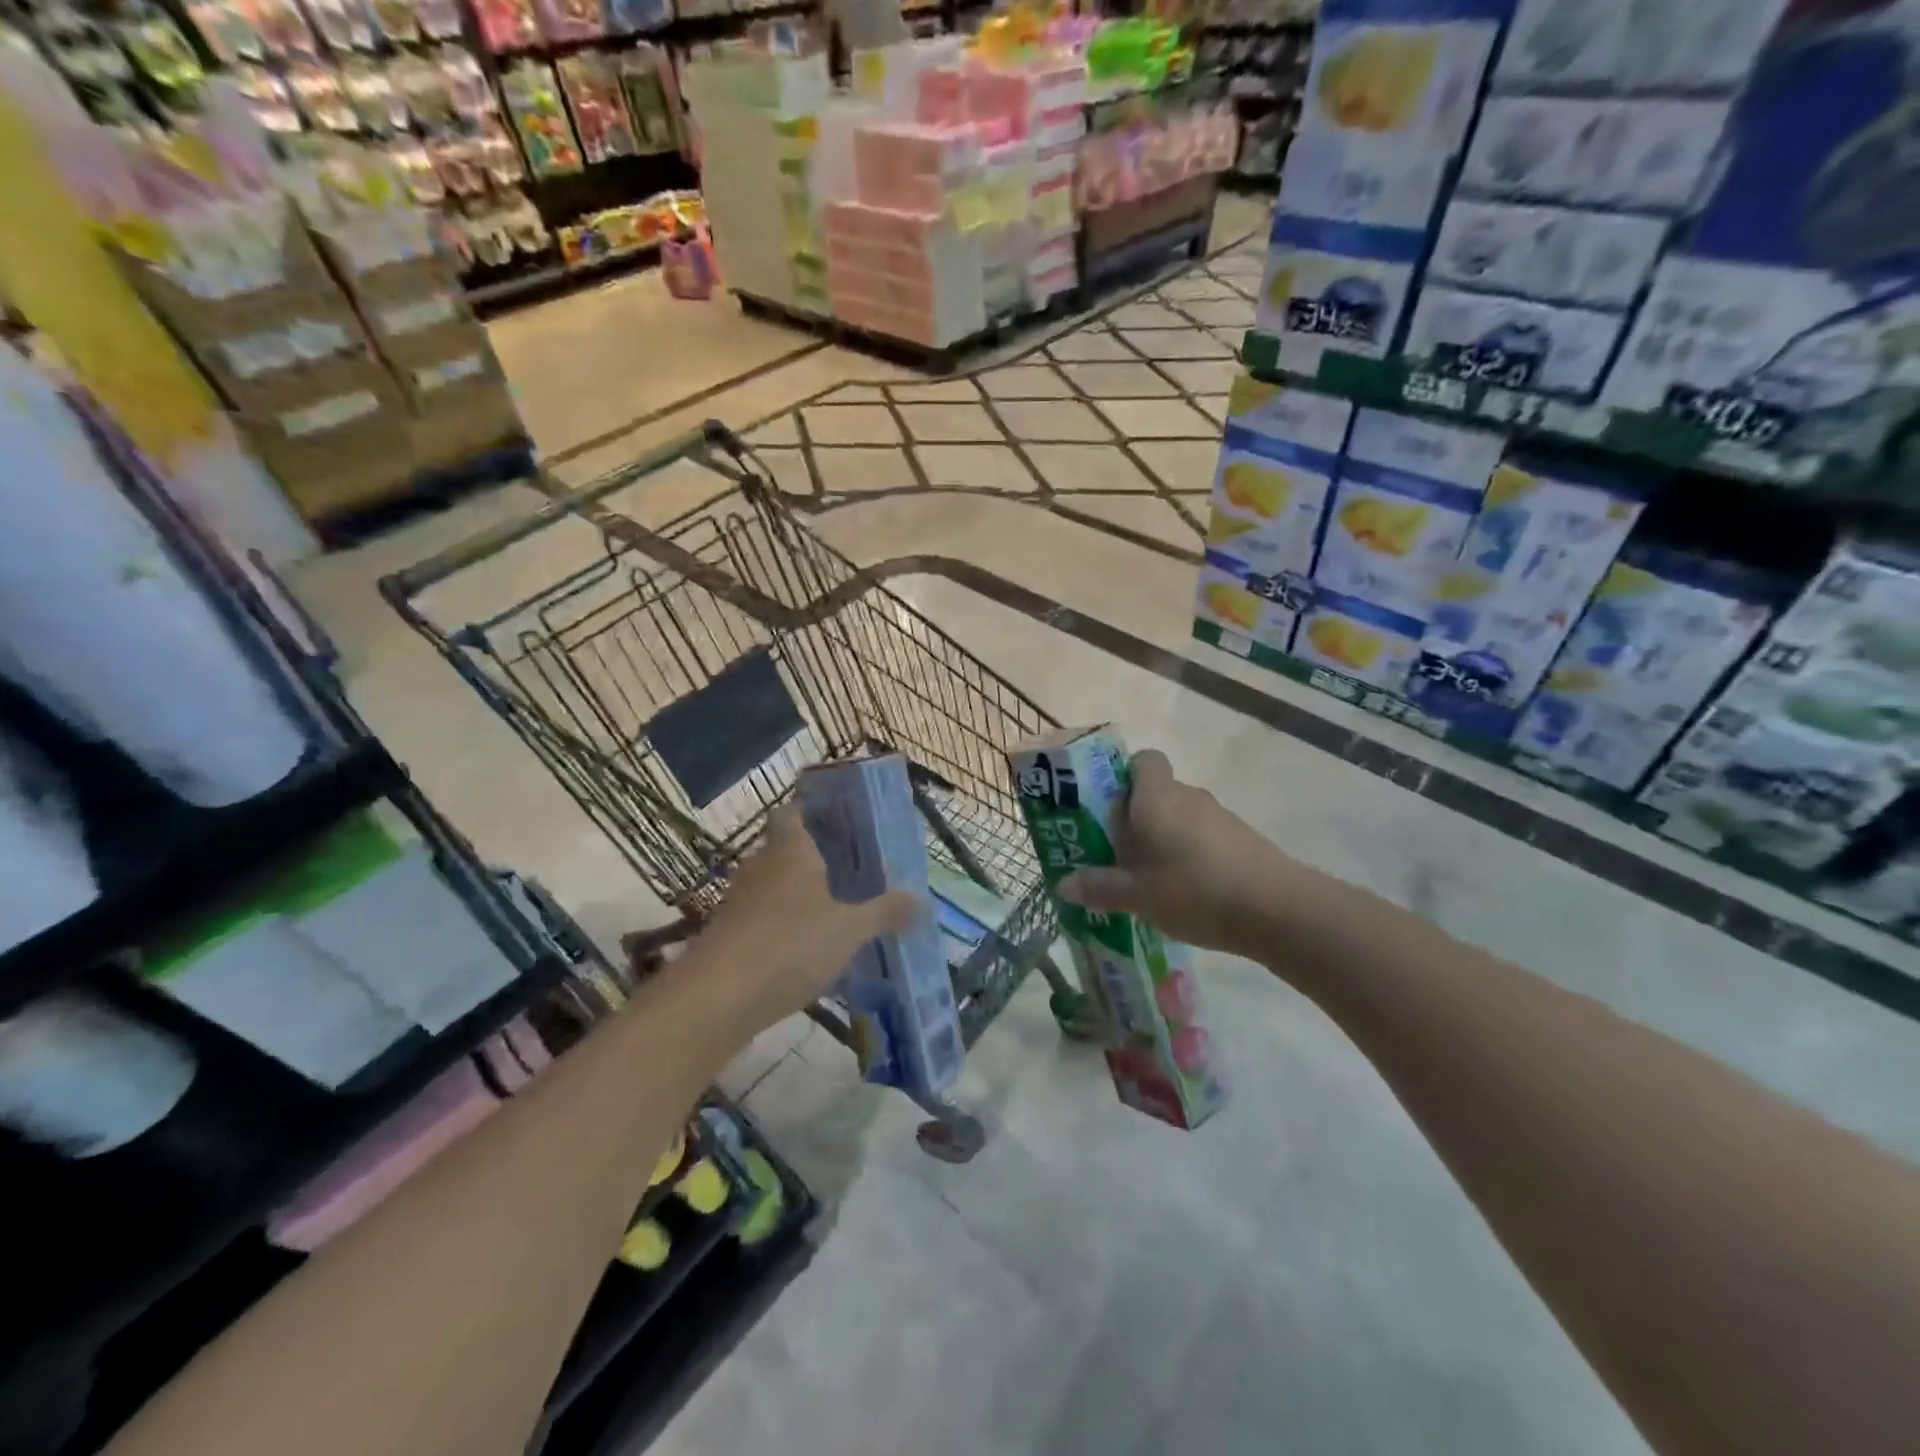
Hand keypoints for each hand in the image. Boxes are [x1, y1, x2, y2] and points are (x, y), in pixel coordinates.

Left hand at [693, 806, 920, 1038]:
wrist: (717, 999)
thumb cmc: (790, 945)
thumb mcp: (849, 930)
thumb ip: (885, 912)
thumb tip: (921, 898)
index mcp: (790, 849)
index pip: (793, 811)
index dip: (813, 809)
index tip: (841, 819)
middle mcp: (761, 866)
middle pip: (787, 848)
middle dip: (818, 856)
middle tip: (856, 867)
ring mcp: (740, 900)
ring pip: (776, 885)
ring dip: (802, 893)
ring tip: (840, 908)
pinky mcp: (729, 934)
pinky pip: (765, 917)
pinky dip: (786, 924)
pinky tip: (811, 948)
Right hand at [1056, 749, 1302, 959]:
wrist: (1276, 908)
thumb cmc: (1193, 889)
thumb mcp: (1136, 895)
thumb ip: (1098, 887)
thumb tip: (1063, 884)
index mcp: (1156, 796)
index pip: (1142, 760)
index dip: (1123, 776)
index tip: (1109, 809)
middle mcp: (1187, 796)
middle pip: (1155, 792)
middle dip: (1135, 818)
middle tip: (1117, 853)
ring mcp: (1218, 815)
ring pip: (1179, 816)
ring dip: (1163, 838)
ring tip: (1149, 879)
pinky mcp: (1241, 838)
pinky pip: (1202, 836)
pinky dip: (1189, 853)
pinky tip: (1185, 890)